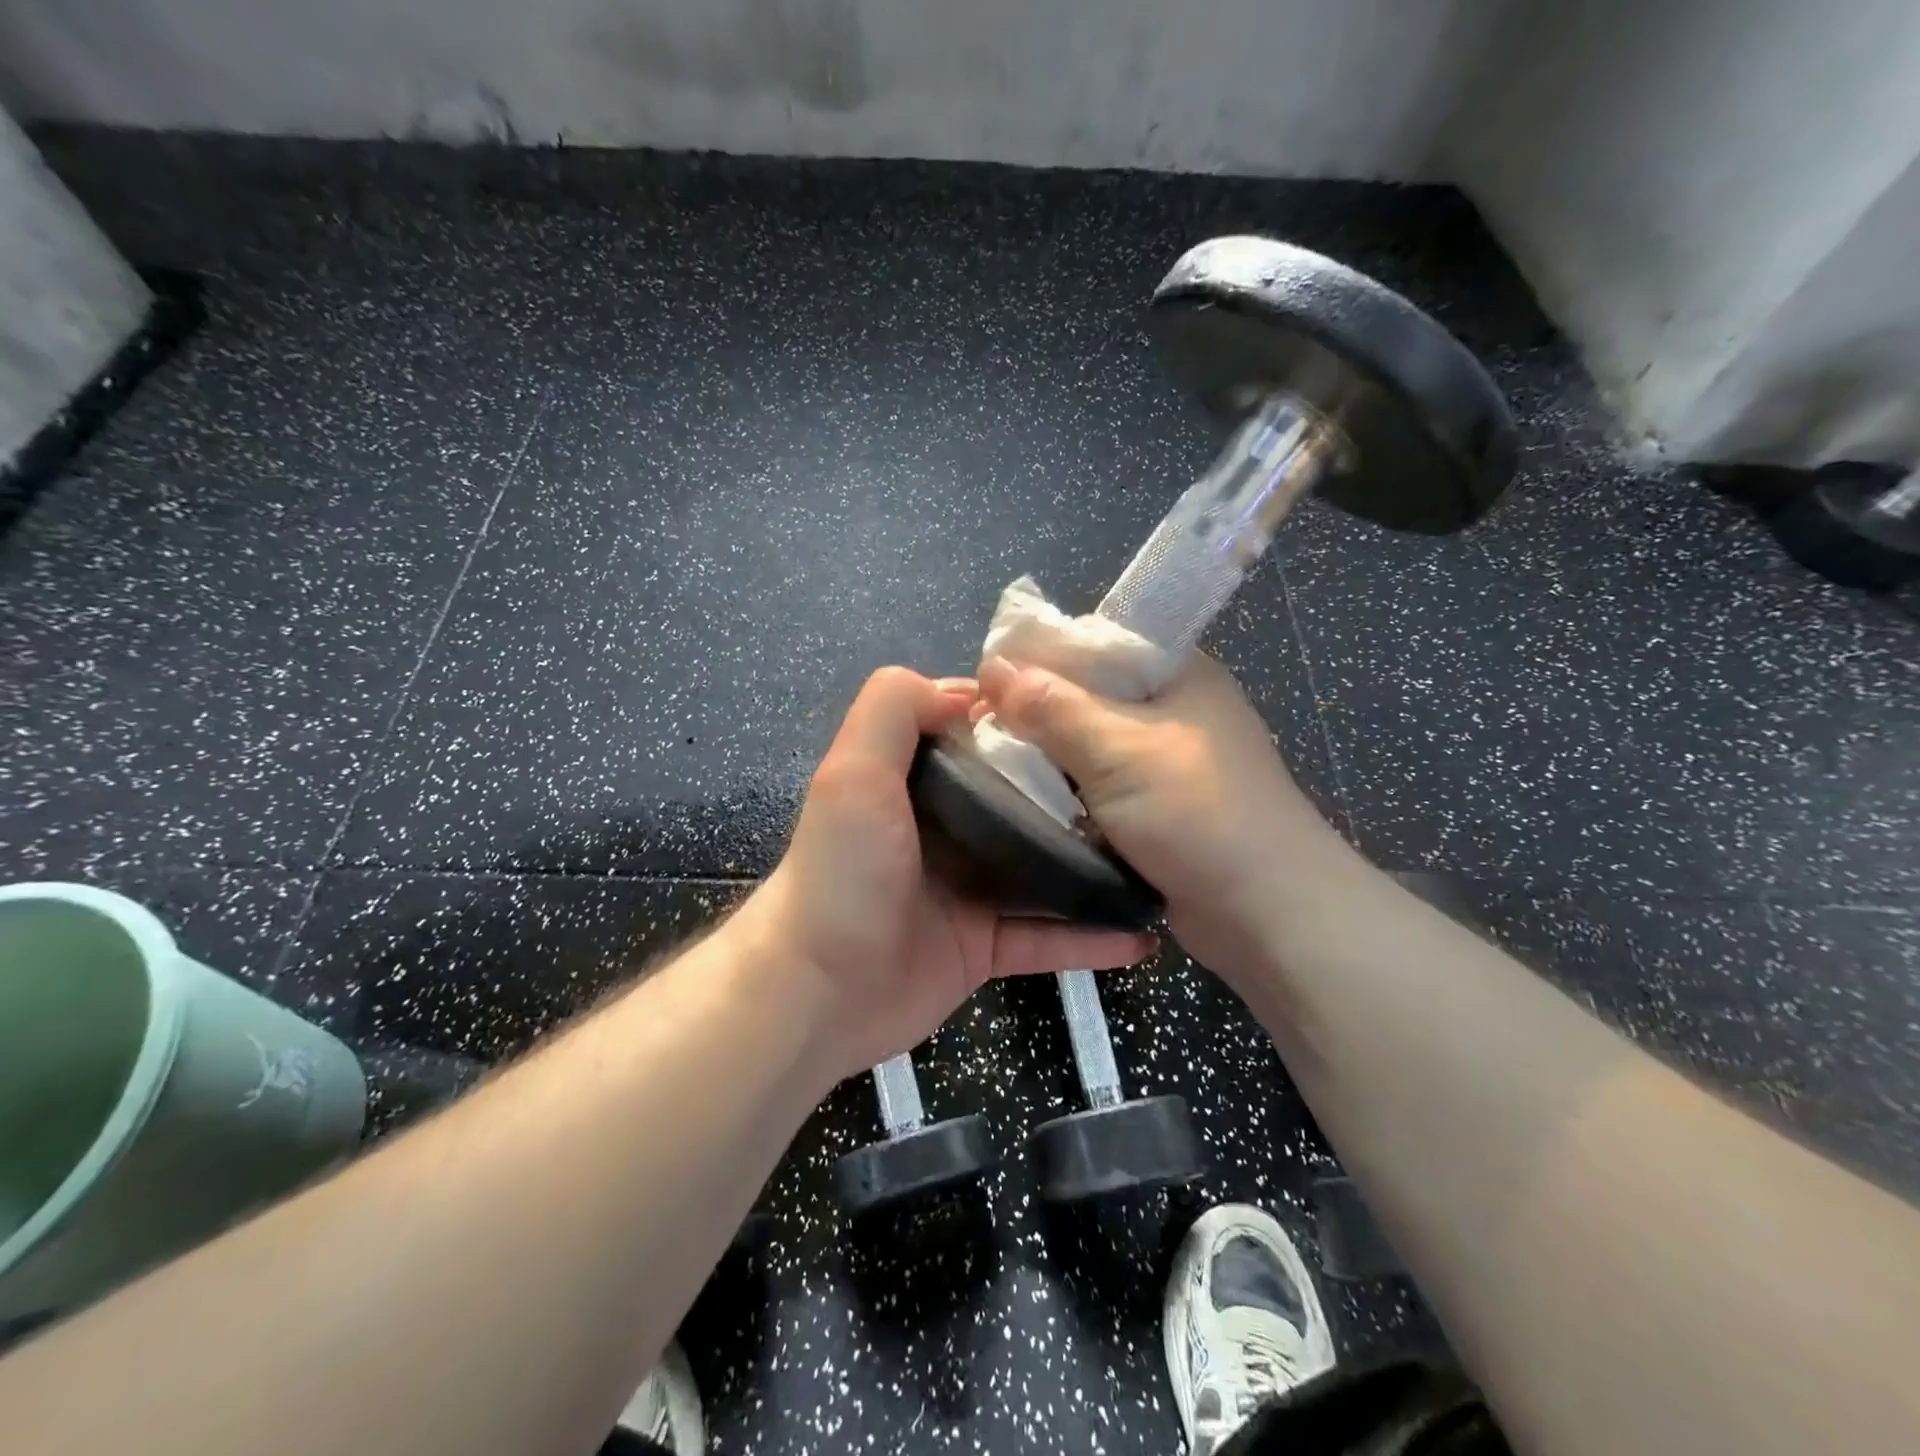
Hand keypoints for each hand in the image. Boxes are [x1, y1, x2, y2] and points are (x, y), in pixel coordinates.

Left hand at [743, 667, 1154, 1082]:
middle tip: (1144, 788)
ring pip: (1042, 872)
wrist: (817, 990)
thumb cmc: (844, 871)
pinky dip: (1089, 940)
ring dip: (1093, 867)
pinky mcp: (982, 947)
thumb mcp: (855, 769)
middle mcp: (944, 832)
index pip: (978, 739)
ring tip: (1157, 858)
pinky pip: (1045, 939)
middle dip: (1076, 795)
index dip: (1025, 725)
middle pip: (1021, 803)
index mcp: (916, 783)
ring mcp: (966, 891)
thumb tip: (970, 690)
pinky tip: (1142, 936)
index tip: (1089, 715)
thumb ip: (895, 708)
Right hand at [977, 653, 1343, 978]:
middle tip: (980, 736)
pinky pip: (1097, 785)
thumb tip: (992, 669)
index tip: (986, 690)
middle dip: (1034, 714)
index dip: (1036, 660)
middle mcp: (1171, 707)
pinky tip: (1030, 802)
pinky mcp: (1157, 806)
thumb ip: (1052, 707)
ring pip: (1087, 744)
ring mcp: (1165, 760)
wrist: (1270, 914)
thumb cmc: (1198, 815)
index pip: (1090, 642)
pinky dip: (1067, 792)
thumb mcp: (1118, 750)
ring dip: (1048, 759)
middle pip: (1085, 694)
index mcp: (1174, 671)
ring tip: (994, 770)